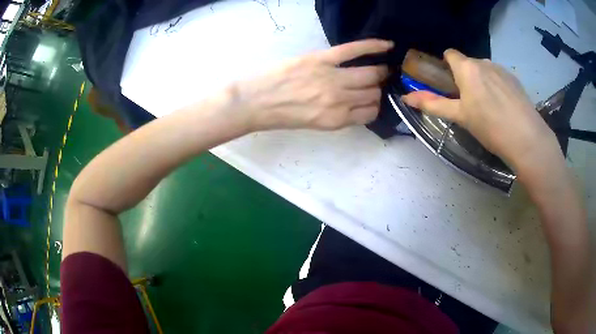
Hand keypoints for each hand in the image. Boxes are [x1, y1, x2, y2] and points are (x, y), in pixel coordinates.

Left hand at [233, 39, 392, 130]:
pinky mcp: (322, 58)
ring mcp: (332, 77)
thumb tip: (356, 103)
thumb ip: (338, 115)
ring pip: (371, 74)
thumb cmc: (280, 116)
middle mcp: (340, 100)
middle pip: (373, 92)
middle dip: (378, 89)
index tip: (374, 100)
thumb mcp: (313, 124)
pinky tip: (388, 45)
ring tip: (382, 68)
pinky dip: (373, 46)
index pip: (371, 112)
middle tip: (378, 82)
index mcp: (336, 120)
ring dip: (380, 72)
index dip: (375, 106)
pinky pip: (355, 50)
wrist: (252, 102)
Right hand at [401, 49, 558, 170]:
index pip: (450, 54)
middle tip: (469, 103)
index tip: (450, 85)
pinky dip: (496, 86)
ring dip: (482, 81)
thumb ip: (433, 104)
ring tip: (489, 107)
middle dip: (465, 77)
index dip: (447, 66)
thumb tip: (406, 98)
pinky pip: (499, 77)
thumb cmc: (489, 126)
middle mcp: (483, 61)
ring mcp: (501, 69)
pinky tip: (503, 107)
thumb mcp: (460, 116)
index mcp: (467, 67)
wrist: (526, 138)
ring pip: (485, 70)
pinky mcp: (514, 79)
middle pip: (468, 63)